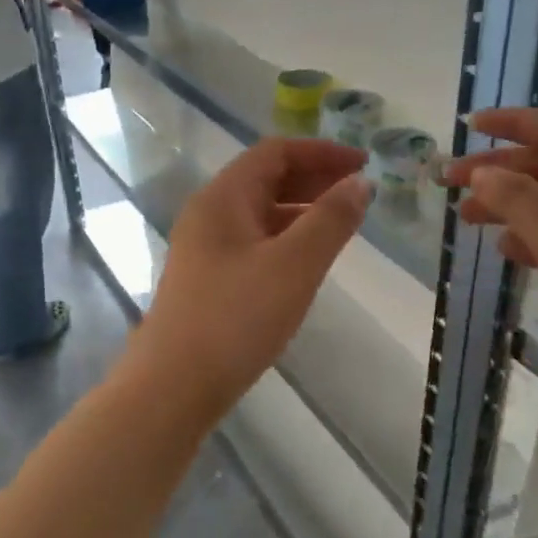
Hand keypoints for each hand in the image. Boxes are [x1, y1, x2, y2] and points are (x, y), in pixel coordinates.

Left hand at [131, 139, 371, 419]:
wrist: (174, 385)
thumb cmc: (236, 318)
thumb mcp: (294, 265)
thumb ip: (331, 220)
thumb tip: (360, 183)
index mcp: (223, 198)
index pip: (275, 152)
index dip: (322, 152)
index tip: (364, 164)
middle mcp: (209, 214)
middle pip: (265, 179)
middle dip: (314, 179)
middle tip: (359, 193)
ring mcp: (204, 249)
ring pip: (260, 213)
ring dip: (301, 210)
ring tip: (342, 225)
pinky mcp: (208, 280)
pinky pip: (253, 242)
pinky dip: (286, 239)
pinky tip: (307, 261)